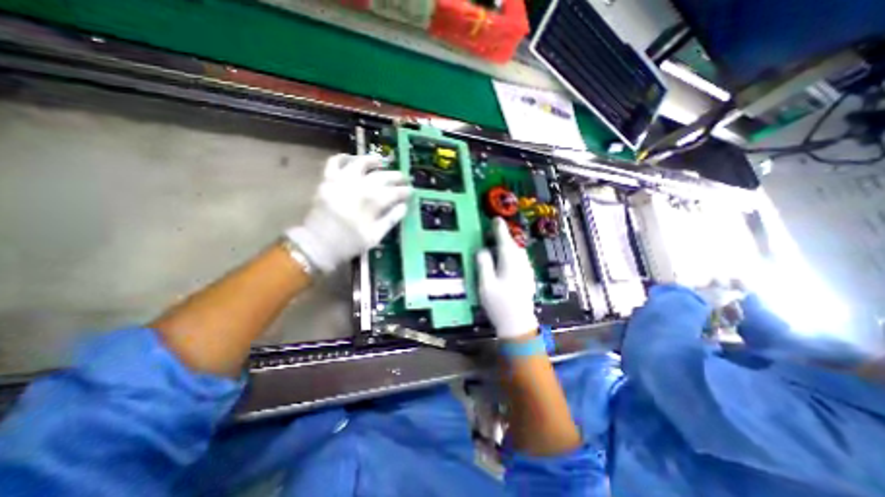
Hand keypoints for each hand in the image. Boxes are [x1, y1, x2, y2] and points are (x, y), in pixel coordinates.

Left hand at [285, 153, 413, 273]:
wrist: (318, 244)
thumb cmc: (349, 243)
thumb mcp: (375, 236)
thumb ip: (391, 219)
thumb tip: (404, 206)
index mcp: (373, 202)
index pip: (395, 192)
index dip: (405, 191)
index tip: (411, 191)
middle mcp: (359, 186)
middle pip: (382, 176)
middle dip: (396, 176)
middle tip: (403, 177)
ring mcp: (341, 181)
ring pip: (360, 162)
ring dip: (372, 160)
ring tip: (381, 161)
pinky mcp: (327, 180)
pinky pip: (334, 162)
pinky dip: (343, 158)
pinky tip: (351, 159)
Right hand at [477, 216, 539, 336]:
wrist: (518, 323)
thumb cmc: (499, 304)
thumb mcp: (485, 284)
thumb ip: (484, 264)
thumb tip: (482, 249)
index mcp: (510, 261)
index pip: (504, 239)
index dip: (499, 228)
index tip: (496, 219)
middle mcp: (521, 262)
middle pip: (512, 245)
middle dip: (503, 238)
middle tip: (491, 235)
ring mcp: (527, 270)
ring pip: (517, 252)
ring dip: (508, 247)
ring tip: (496, 248)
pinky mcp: (528, 277)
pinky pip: (520, 260)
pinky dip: (512, 256)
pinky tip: (505, 263)